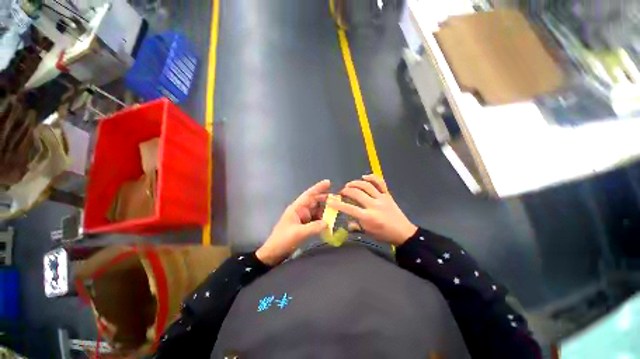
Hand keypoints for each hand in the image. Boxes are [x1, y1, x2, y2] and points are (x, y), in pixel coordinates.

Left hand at [256, 180, 330, 265]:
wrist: (274, 253)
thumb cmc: (283, 240)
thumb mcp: (298, 233)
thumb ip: (314, 227)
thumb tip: (328, 222)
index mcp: (296, 208)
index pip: (309, 195)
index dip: (318, 188)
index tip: (328, 182)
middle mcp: (301, 211)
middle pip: (315, 202)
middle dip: (325, 200)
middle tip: (338, 200)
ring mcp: (303, 219)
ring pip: (317, 211)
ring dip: (326, 211)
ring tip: (337, 211)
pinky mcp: (305, 226)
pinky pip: (316, 220)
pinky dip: (323, 221)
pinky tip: (330, 223)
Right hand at [328, 175, 416, 245]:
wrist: (403, 232)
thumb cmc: (384, 234)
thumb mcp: (367, 232)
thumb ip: (355, 225)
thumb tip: (347, 220)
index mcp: (368, 217)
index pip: (349, 208)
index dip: (338, 204)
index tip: (330, 200)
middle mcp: (374, 205)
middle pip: (357, 193)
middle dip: (346, 191)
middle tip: (342, 192)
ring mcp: (382, 198)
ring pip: (366, 185)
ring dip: (355, 183)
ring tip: (349, 185)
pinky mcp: (388, 195)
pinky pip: (380, 182)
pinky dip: (372, 177)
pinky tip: (364, 176)